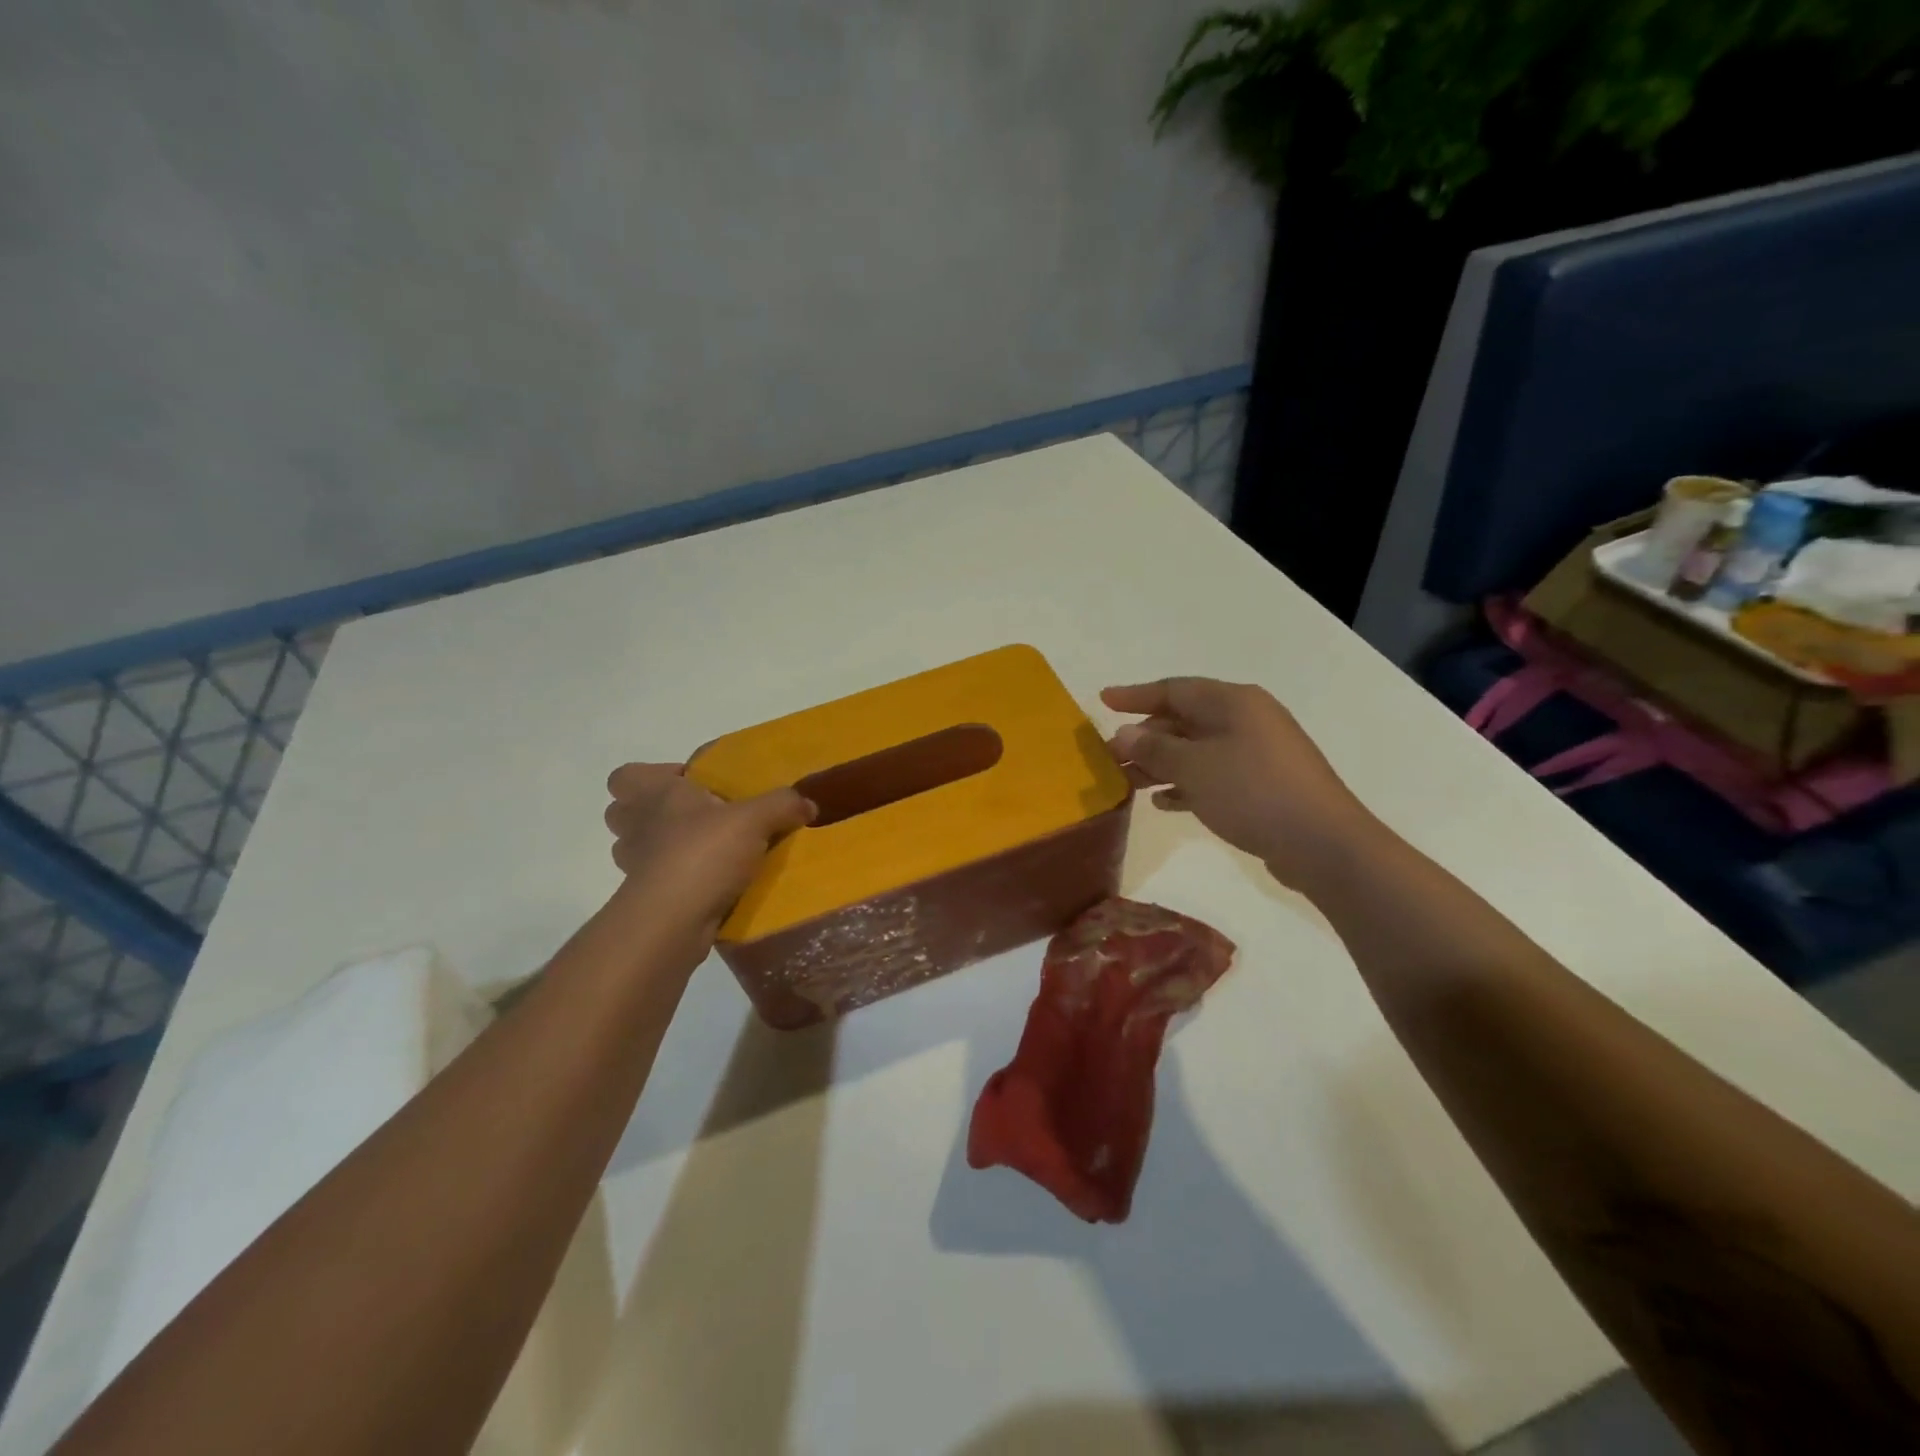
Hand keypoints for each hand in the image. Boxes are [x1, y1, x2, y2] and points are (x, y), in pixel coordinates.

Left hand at [604, 764, 814, 938]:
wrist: (672, 921)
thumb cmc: (703, 853)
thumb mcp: (754, 819)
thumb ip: (782, 804)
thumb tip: (808, 803)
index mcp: (655, 795)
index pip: (626, 776)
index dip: (651, 776)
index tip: (689, 784)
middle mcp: (638, 826)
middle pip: (624, 811)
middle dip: (653, 811)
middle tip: (697, 815)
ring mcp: (636, 865)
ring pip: (638, 848)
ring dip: (663, 846)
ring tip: (704, 849)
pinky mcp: (647, 898)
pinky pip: (658, 880)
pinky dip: (678, 878)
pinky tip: (710, 882)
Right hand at [1101, 678, 1378, 891]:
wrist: (1322, 843)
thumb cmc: (1253, 792)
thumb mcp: (1194, 767)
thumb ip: (1154, 749)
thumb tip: (1124, 734)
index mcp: (1233, 702)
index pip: (1174, 690)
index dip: (1135, 695)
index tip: (1103, 700)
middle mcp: (1247, 720)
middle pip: (1184, 720)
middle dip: (1145, 738)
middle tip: (1110, 756)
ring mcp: (1258, 753)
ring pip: (1197, 750)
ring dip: (1161, 764)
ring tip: (1128, 783)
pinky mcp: (1263, 785)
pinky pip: (1214, 775)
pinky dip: (1187, 784)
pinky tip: (1163, 802)